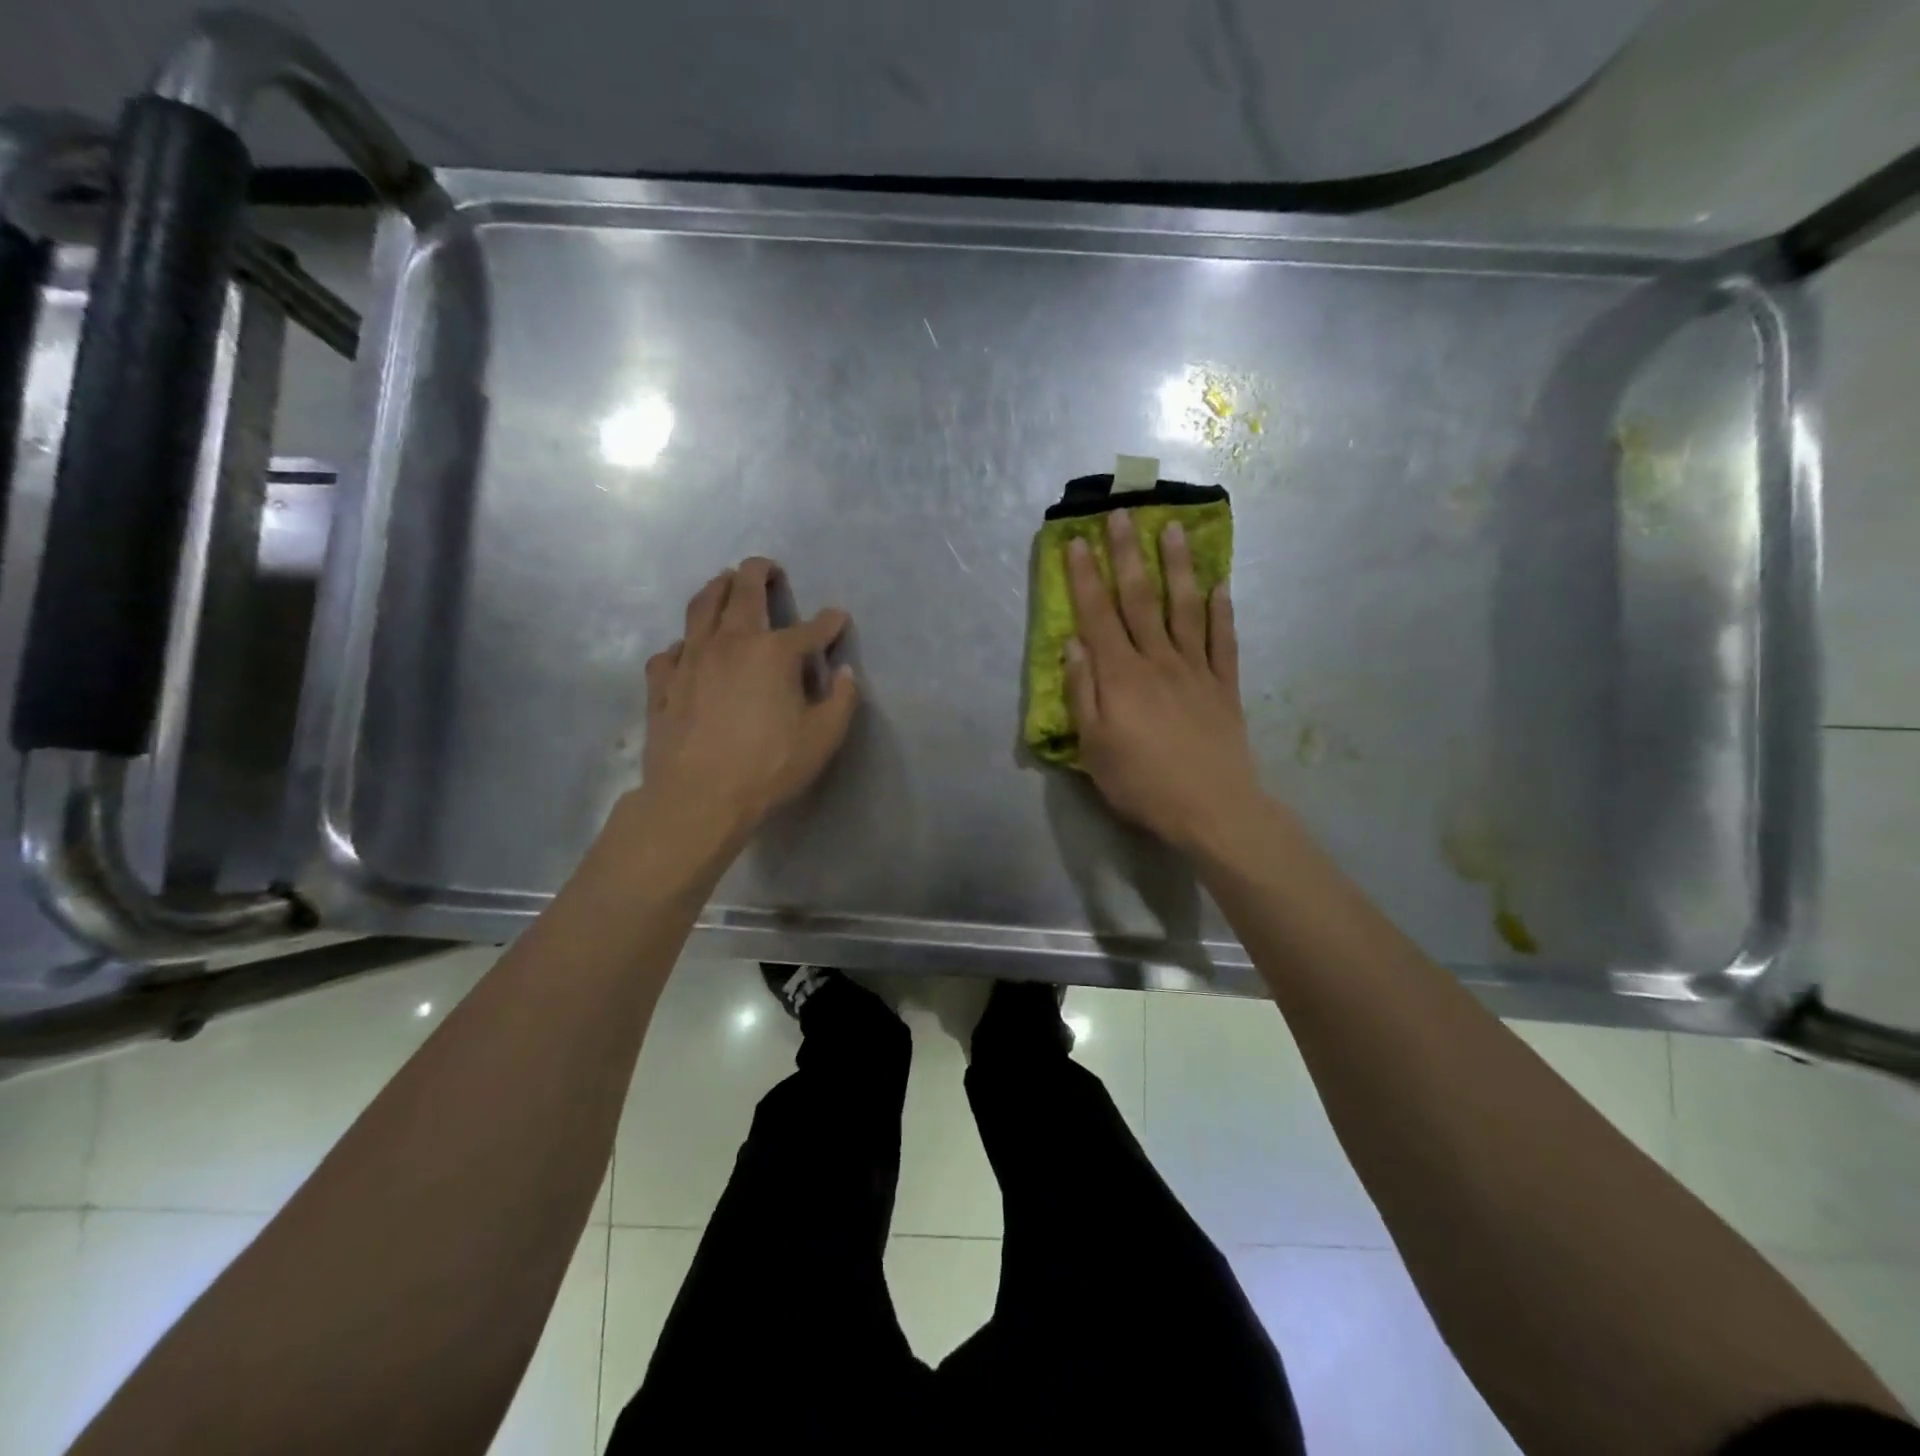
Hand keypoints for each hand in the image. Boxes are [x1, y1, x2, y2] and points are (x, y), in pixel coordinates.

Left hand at [635, 558, 857, 850]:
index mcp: (774, 653)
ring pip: (701, 607)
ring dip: (717, 588)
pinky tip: (687, 650)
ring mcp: (691, 658)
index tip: (837, 618)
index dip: (829, 622)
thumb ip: (840, 700)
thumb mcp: (823, 737)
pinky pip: (671, 650)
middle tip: (766, 567)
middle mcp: (731, 642)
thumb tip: (844, 673)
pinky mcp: (663, 682)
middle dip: (758, 572)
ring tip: (724, 583)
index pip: (810, 628)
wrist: (698, 797)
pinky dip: (684, 643)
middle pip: (743, 592)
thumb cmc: (768, 767)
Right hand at [1063, 509, 1260, 853]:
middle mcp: (1158, 660)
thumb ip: (1083, 692)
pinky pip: (1224, 640)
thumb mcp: (1094, 746)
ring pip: (1185, 607)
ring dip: (1178, 566)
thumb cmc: (1142, 783)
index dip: (1084, 576)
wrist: (1213, 809)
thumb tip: (1072, 643)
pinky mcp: (1225, 686)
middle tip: (1123, 512)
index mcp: (1121, 675)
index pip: (1097, 614)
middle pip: (1140, 598)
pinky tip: (1221, 586)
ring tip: (1174, 529)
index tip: (1076, 540)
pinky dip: (1222, 611)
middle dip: (1128, 553)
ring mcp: (1196, 670)